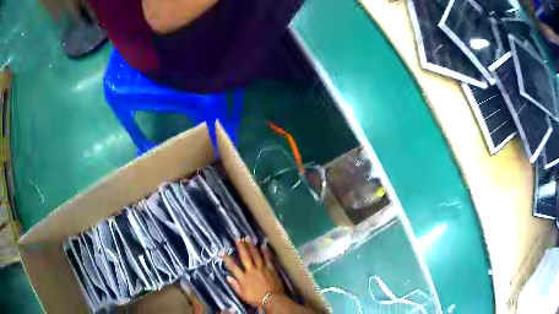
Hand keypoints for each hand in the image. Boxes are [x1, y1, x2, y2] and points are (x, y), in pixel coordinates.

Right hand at [221, 239, 284, 307]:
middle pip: (245, 256)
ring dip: (251, 246)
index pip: (233, 266)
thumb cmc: (256, 299)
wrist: (272, 299)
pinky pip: (267, 258)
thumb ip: (235, 285)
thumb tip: (227, 277)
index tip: (221, 251)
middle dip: (241, 246)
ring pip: (256, 255)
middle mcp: (251, 270)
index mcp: (243, 277)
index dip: (226, 258)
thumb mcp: (242, 295)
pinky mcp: (270, 269)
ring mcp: (262, 268)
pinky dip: (265, 251)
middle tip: (237, 237)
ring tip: (248, 238)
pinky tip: (263, 245)